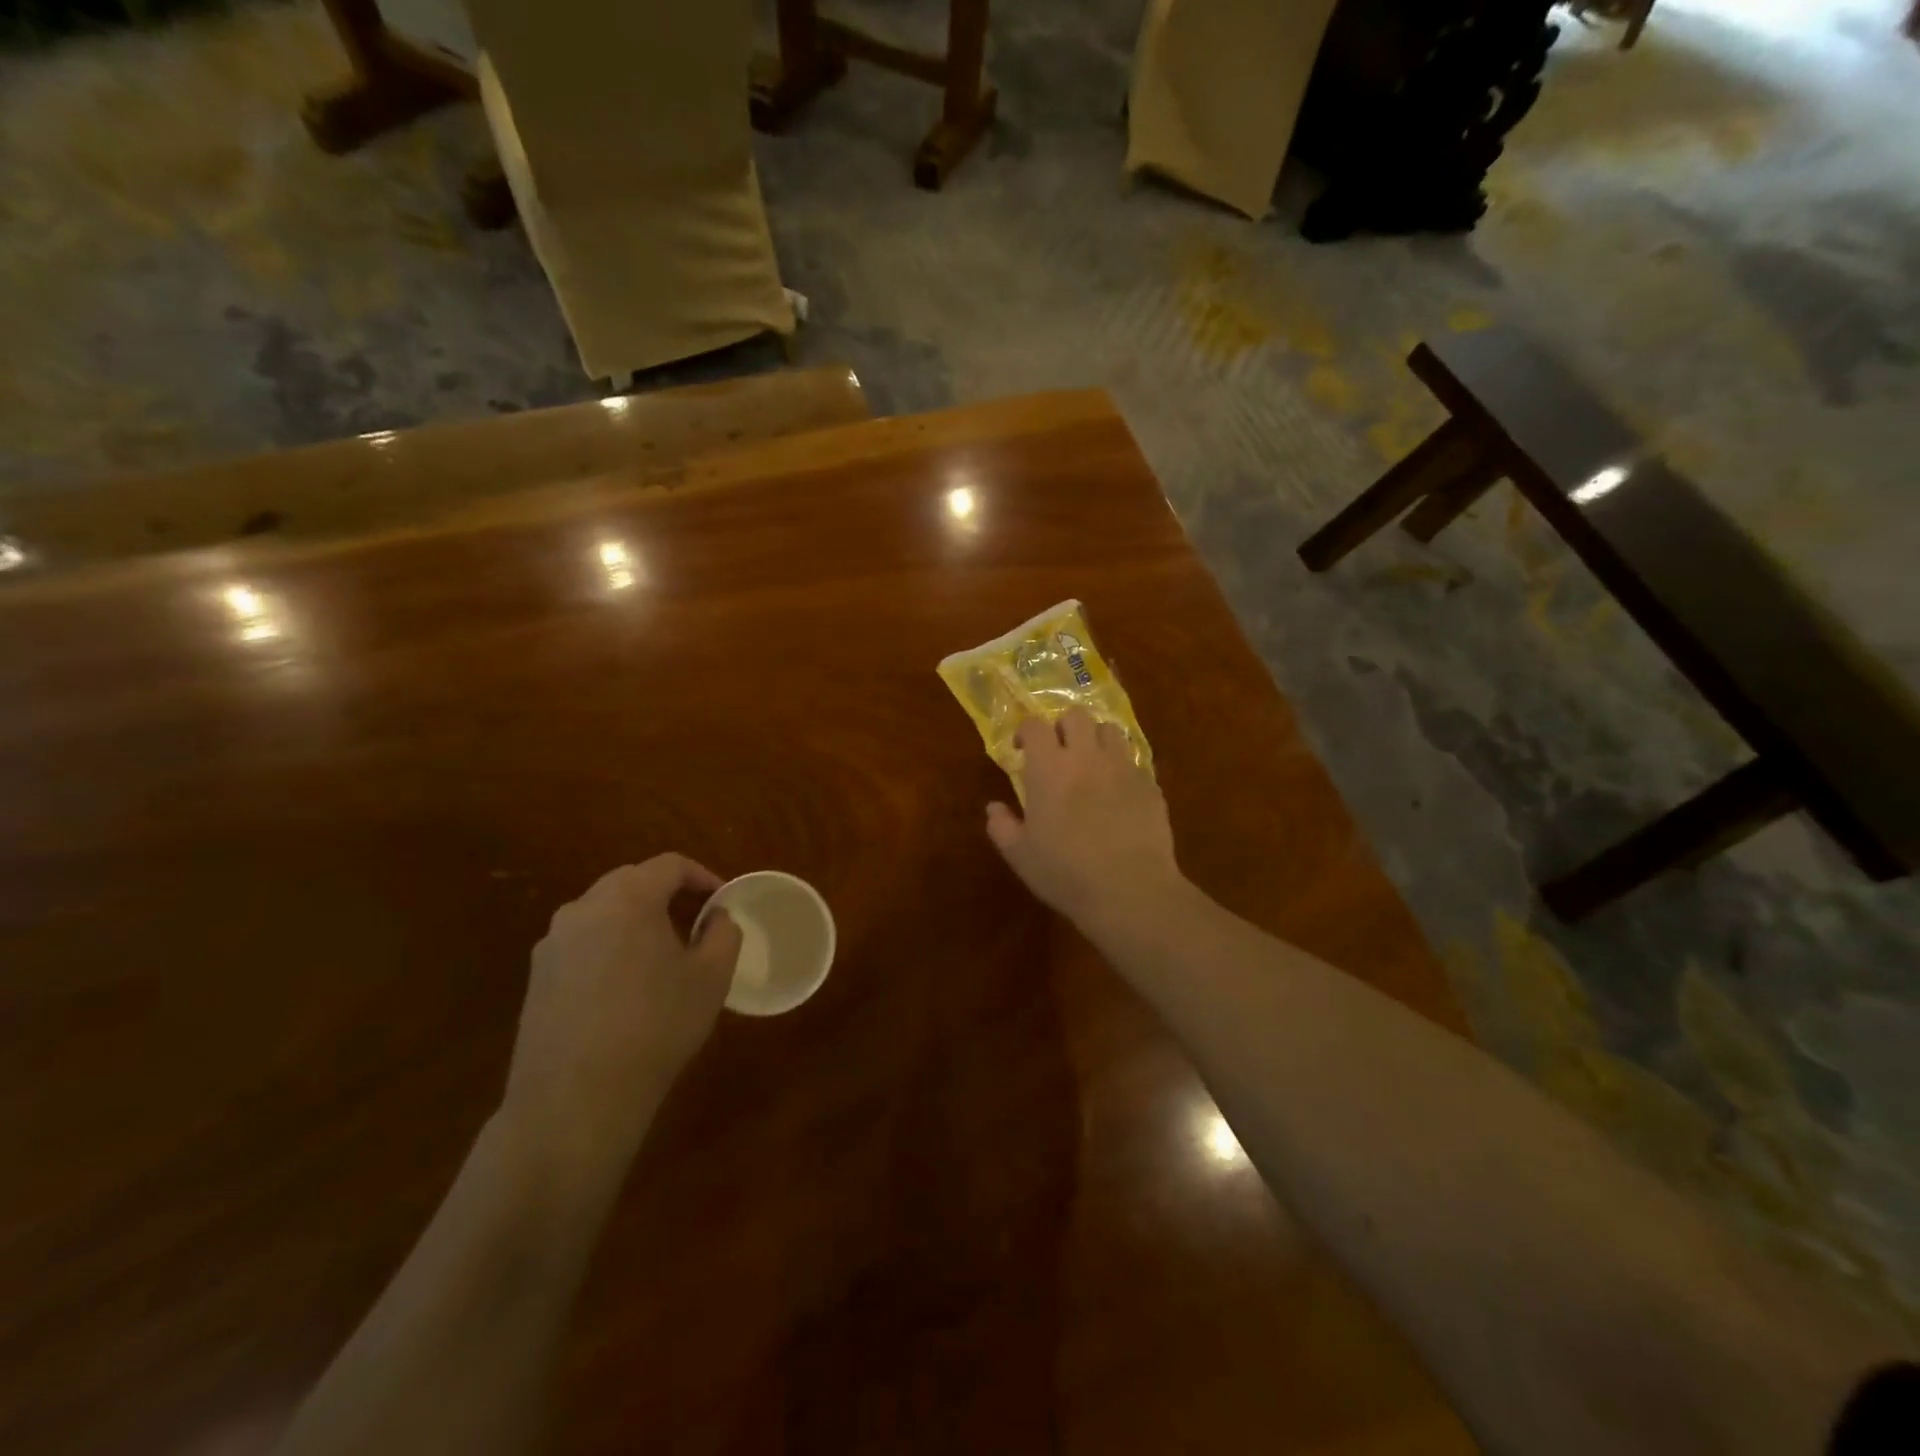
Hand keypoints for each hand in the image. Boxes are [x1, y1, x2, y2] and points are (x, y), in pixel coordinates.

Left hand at [502, 854, 741, 1174]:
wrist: (576, 1099)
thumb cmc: (656, 1026)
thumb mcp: (713, 977)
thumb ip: (723, 932)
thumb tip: (715, 917)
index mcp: (628, 898)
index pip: (670, 865)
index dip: (702, 876)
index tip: (722, 902)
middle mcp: (583, 908)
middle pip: (631, 882)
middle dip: (667, 895)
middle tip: (694, 924)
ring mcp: (552, 943)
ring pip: (603, 913)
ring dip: (636, 921)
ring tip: (661, 957)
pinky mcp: (537, 977)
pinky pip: (582, 944)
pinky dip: (609, 948)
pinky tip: (624, 989)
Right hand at [985, 709, 1185, 930]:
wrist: (1130, 890)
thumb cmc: (1066, 873)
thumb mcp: (1020, 855)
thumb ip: (1001, 826)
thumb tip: (993, 808)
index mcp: (1049, 768)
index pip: (1034, 726)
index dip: (1025, 731)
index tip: (1021, 749)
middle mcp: (1086, 756)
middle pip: (1076, 716)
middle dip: (1063, 727)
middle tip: (1058, 752)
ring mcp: (1123, 767)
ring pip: (1110, 729)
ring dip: (1096, 739)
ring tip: (1091, 763)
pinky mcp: (1150, 784)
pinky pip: (1134, 760)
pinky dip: (1121, 766)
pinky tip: (1117, 790)